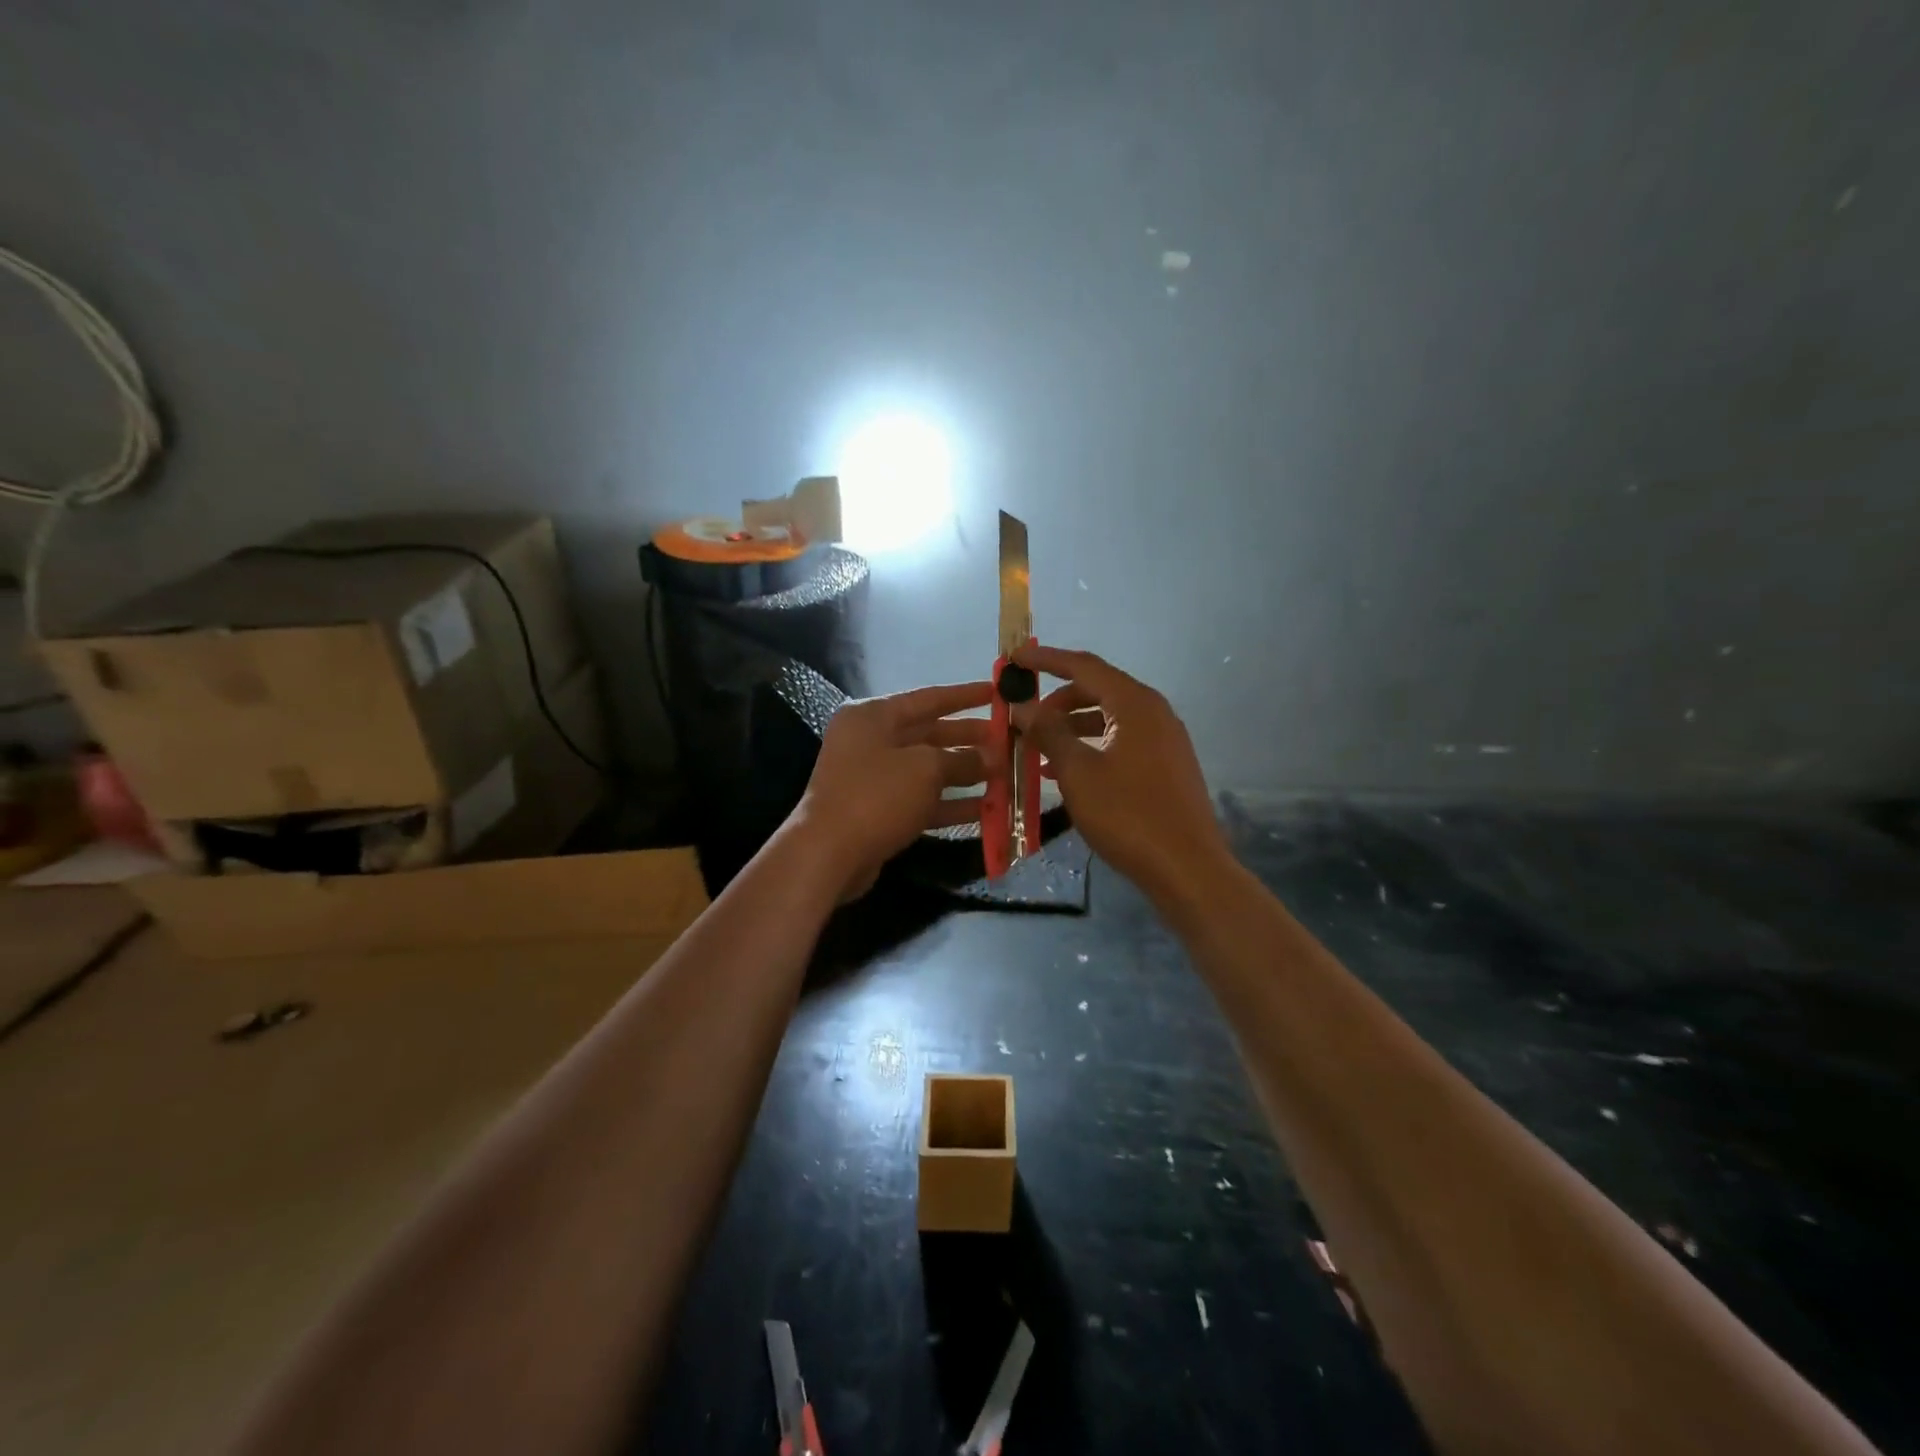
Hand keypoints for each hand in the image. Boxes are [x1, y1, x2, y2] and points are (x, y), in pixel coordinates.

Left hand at [789, 680, 995, 902]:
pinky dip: (949, 803)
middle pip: (929, 734)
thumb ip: (962, 758)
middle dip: (968, 738)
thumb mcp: (925, 769)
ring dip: (964, 773)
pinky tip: (985, 810)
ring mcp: (873, 778)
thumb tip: (990, 757)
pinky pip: (921, 800)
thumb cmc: (877, 796)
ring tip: (1003, 776)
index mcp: (874, 716)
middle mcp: (870, 741)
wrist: (828, 853)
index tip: (997, 692)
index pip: (928, 698)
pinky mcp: (878, 811)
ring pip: (927, 770)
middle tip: (1007, 740)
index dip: (965, 696)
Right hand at [1010, 645, 1228, 904]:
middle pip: (1098, 690)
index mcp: (1135, 703)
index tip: (1016, 657)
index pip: (1084, 666)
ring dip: (1071, 728)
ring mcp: (1164, 739)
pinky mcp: (1166, 765)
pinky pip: (1121, 741)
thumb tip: (1024, 705)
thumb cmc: (1128, 815)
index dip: (1047, 659)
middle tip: (1024, 717)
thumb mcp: (1079, 772)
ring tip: (1037, 750)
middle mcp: (1154, 712)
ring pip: (1108, 718)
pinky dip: (1092, 747)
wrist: (1187, 867)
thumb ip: (1049, 732)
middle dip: (1057, 701)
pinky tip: (1066, 772)